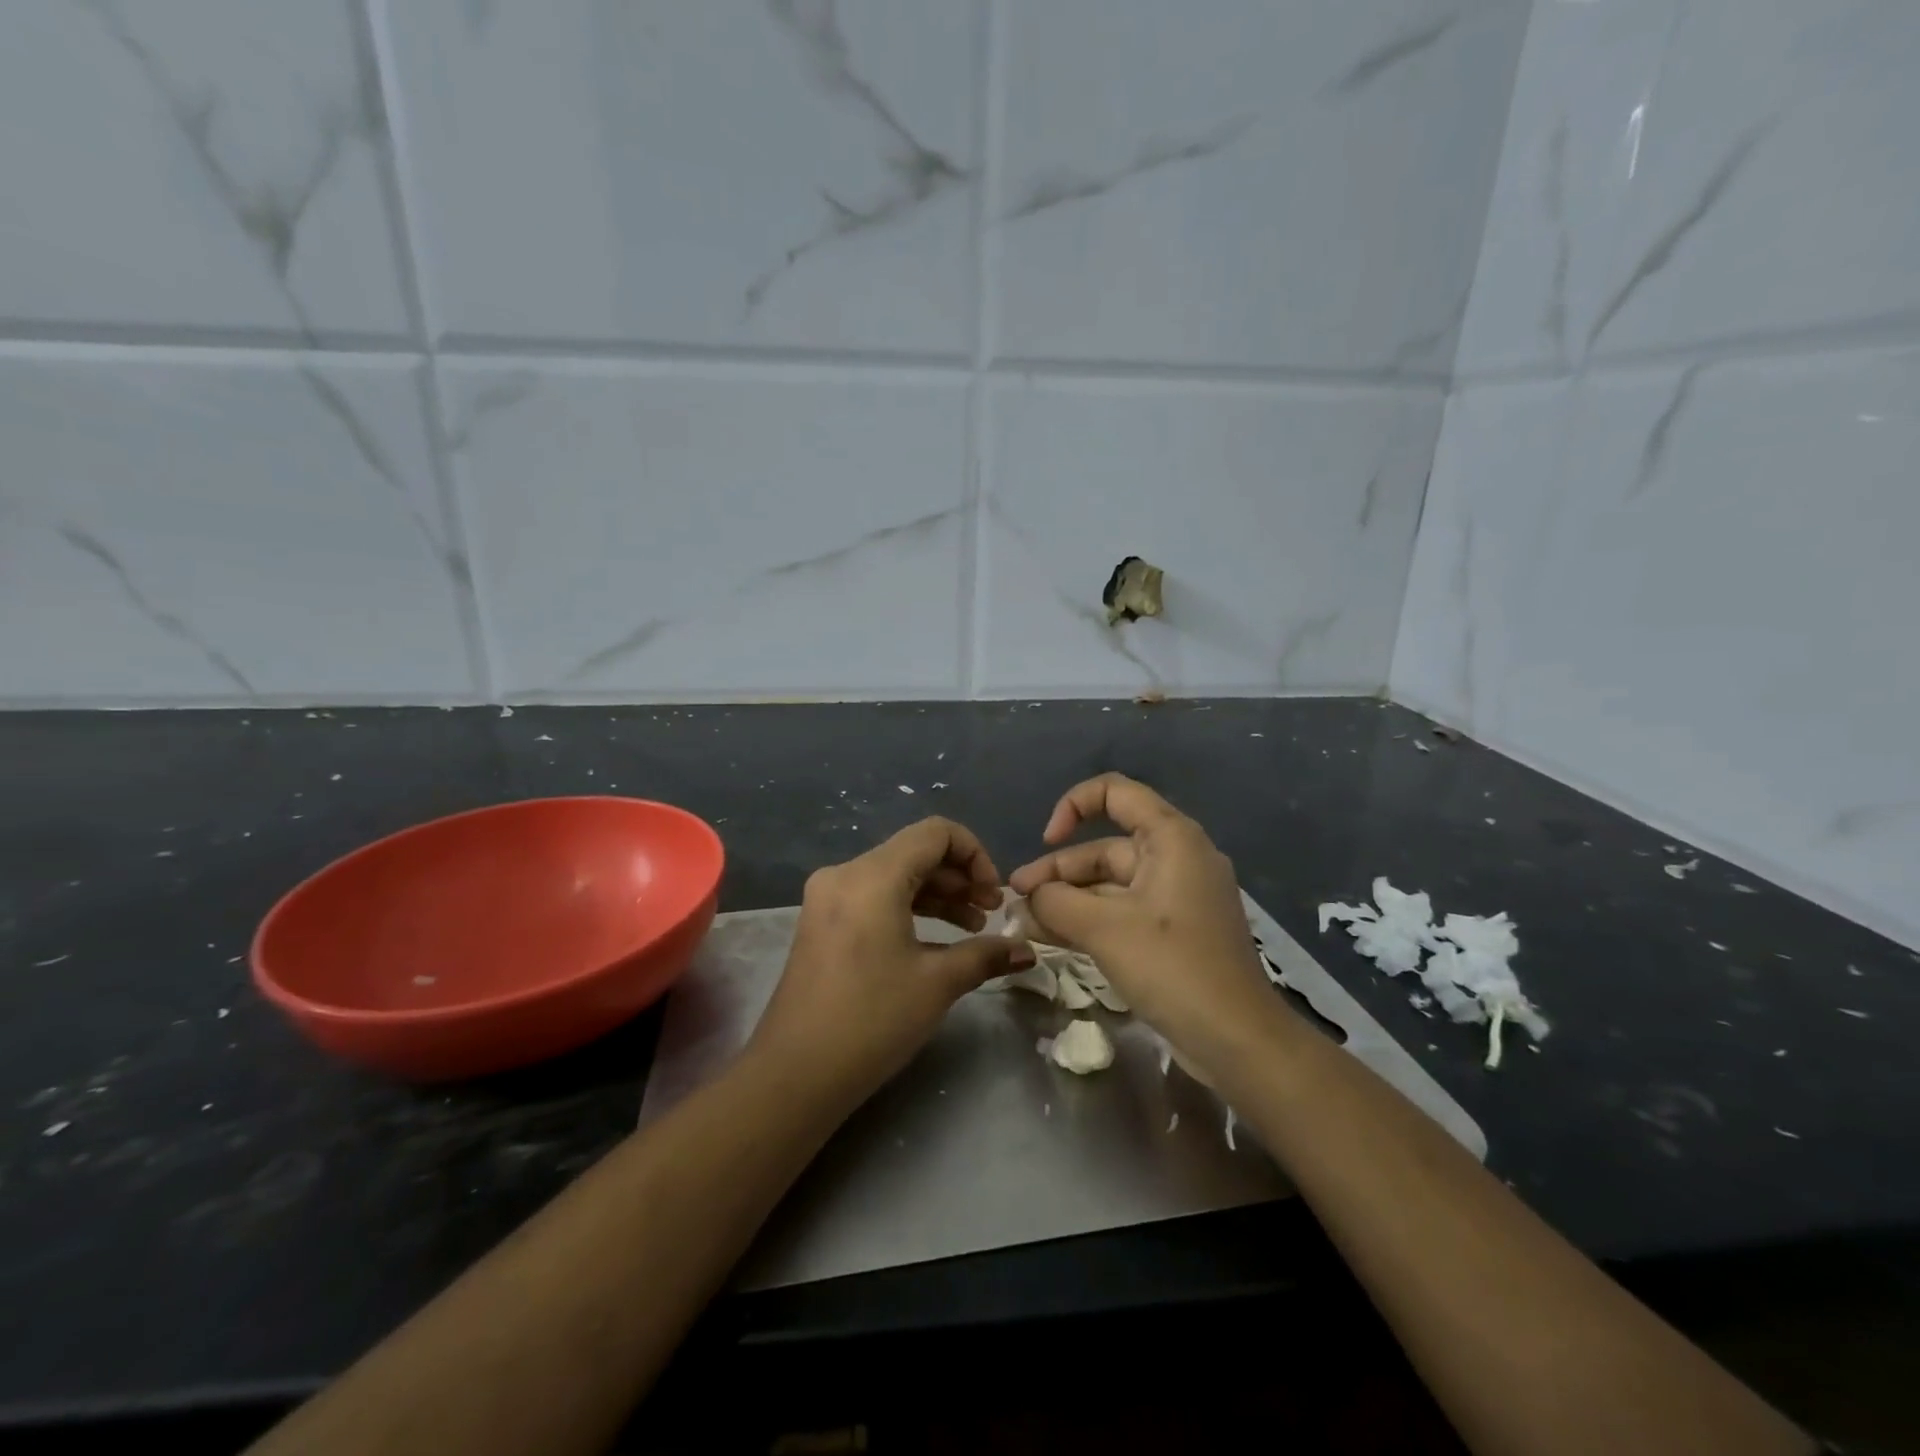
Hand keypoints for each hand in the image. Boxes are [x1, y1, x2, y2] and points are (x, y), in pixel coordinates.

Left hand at [749, 818, 1034, 1106]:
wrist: (795, 1074)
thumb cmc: (872, 1020)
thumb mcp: (937, 984)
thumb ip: (986, 955)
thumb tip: (1027, 952)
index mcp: (872, 875)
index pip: (936, 832)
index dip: (975, 854)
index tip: (994, 896)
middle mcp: (846, 873)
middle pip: (915, 851)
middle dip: (960, 877)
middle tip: (990, 913)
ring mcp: (829, 897)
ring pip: (896, 874)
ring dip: (937, 894)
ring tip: (973, 927)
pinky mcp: (822, 921)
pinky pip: (875, 896)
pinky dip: (909, 907)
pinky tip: (936, 939)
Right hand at [1007, 773, 1280, 1073]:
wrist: (1239, 1041)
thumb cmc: (1173, 968)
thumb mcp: (1104, 929)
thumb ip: (1054, 903)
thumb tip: (1025, 899)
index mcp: (1171, 838)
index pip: (1115, 792)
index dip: (1073, 806)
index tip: (1046, 841)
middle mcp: (1177, 857)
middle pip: (1105, 847)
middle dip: (1058, 871)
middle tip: (1016, 899)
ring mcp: (1177, 897)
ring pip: (1110, 885)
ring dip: (1068, 900)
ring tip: (1025, 922)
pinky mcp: (1174, 932)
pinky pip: (1123, 912)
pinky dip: (1090, 920)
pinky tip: (1053, 937)